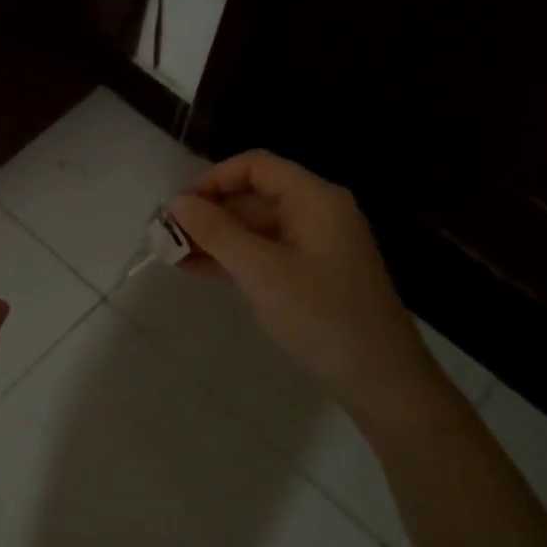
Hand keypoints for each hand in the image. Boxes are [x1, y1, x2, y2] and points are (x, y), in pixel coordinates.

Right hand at [169, 151, 459, 432]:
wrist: (382, 380)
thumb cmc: (322, 317)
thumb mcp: (262, 271)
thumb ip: (217, 232)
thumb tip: (178, 202)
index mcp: (314, 199)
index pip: (255, 166)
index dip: (213, 179)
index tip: (178, 207)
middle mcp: (316, 213)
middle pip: (253, 196)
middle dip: (208, 212)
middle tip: (165, 235)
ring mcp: (314, 246)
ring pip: (254, 228)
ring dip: (214, 238)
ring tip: (171, 255)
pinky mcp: (310, 275)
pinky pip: (263, 254)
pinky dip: (232, 259)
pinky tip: (196, 270)